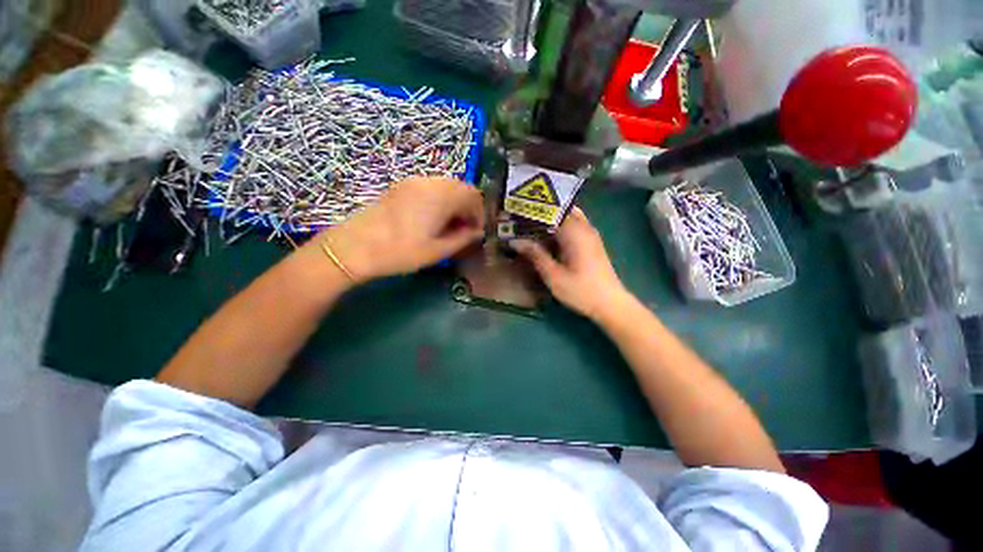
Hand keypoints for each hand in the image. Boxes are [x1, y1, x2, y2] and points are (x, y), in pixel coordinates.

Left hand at [322, 177, 484, 281]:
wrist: (355, 247)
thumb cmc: (401, 251)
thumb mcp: (437, 250)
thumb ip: (462, 239)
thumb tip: (477, 232)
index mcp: (442, 196)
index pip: (473, 196)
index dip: (479, 214)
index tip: (475, 232)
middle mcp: (430, 183)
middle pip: (460, 188)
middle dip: (467, 208)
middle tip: (463, 230)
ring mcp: (414, 182)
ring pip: (445, 187)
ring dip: (453, 203)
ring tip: (448, 226)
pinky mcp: (401, 187)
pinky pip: (430, 188)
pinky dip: (439, 200)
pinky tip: (431, 219)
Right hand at [512, 207, 630, 320]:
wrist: (610, 304)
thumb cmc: (580, 290)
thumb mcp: (553, 275)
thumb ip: (535, 255)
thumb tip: (515, 241)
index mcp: (574, 233)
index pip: (551, 210)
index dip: (533, 209)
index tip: (517, 211)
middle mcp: (584, 228)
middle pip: (561, 209)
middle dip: (542, 210)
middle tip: (523, 216)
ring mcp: (590, 234)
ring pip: (569, 215)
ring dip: (552, 217)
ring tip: (533, 224)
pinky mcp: (592, 242)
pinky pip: (575, 225)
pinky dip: (561, 225)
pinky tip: (549, 236)